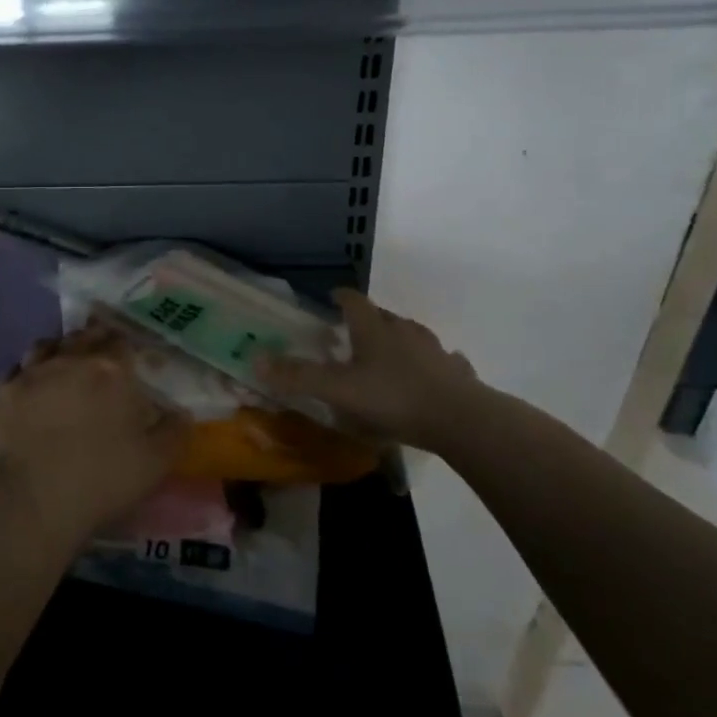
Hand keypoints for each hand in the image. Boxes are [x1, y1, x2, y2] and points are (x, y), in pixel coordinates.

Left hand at [0, 330, 184, 549]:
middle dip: (94, 340)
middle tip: (100, 355)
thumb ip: (174, 432)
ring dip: (59, 350)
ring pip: (47, 345)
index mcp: (111, 370)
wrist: (27, 499)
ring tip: (64, 365)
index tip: (129, 358)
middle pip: (84, 337)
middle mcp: (70, 360)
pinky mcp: (1, 392)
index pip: (121, 342)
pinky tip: (31, 388)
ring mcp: (31, 373)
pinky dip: (28, 373)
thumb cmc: (99, 479)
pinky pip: (17, 370)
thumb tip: (182, 413)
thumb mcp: (154, 464)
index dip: (126, 347)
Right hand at [259, 289, 482, 448]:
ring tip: (387, 357)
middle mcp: (404, 330)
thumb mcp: (337, 390)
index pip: (353, 300)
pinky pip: (441, 362)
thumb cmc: (392, 398)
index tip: (332, 298)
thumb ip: (298, 376)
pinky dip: (431, 365)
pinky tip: (429, 377)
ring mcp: (434, 349)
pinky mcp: (457, 372)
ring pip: (412, 336)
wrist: (460, 419)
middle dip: (367, 322)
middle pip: (382, 316)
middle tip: (352, 336)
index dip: (340, 297)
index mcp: (373, 328)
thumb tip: (255, 360)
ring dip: (398, 342)